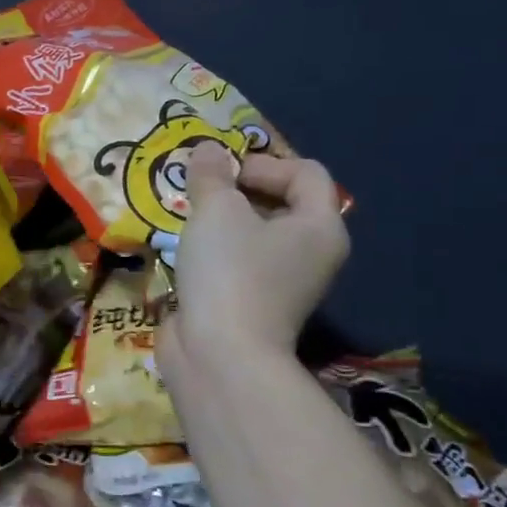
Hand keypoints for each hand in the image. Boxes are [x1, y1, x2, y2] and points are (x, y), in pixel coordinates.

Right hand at [159, 148, 349, 370]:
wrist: (220, 356)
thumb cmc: (230, 272)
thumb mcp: (217, 209)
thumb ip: (211, 174)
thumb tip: (206, 150)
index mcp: (320, 227)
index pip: (306, 172)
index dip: (264, 163)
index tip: (223, 176)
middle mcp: (312, 255)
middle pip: (281, 202)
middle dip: (238, 190)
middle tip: (201, 192)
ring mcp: (284, 284)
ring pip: (255, 234)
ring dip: (222, 221)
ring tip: (188, 218)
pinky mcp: (254, 305)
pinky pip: (238, 263)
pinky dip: (215, 252)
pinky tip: (186, 252)